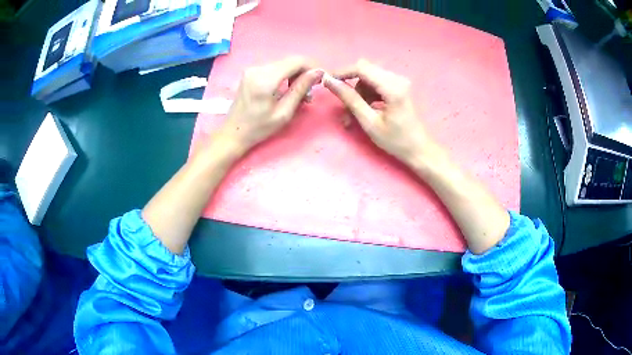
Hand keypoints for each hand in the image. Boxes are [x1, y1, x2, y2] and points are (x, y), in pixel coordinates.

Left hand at [218, 56, 322, 152]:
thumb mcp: (284, 112)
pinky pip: (274, 68)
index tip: (321, 79)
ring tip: (300, 94)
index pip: (296, 61)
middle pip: (290, 61)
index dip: (312, 67)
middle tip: (310, 91)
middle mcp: (258, 68)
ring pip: (283, 64)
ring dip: (295, 75)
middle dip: (304, 72)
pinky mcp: (251, 72)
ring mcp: (253, 69)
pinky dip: (285, 76)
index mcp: (265, 79)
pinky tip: (287, 89)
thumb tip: (318, 72)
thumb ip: (300, 89)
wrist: (233, 133)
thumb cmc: (259, 128)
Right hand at [323, 59, 433, 163]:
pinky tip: (368, 109)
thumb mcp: (369, 122)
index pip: (361, 68)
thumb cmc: (396, 140)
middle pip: (365, 71)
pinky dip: (368, 94)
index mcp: (392, 87)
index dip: (342, 72)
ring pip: (370, 77)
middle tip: (345, 106)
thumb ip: (350, 99)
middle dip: (351, 85)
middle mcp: (397, 79)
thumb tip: (330, 82)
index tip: (328, 83)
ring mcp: (400, 82)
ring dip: (359, 92)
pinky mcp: (400, 87)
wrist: (420, 149)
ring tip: (355, 114)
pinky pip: (378, 83)